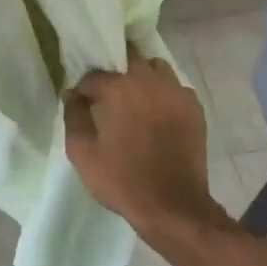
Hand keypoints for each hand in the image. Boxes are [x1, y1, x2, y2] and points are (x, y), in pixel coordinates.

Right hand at [65, 53, 230, 250]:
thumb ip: (73, 117)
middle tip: (109, 97)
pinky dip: (165, 94)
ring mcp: (177, 92)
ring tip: (136, 101)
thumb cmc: (123, 180)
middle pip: (129, 58)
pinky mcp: (194, 107)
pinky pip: (175, 88)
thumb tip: (72, 95)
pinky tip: (159, 115)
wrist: (174, 207)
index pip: (94, 75)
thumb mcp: (83, 153)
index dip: (85, 90)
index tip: (82, 106)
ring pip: (156, 68)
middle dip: (116, 72)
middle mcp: (150, 80)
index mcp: (120, 88)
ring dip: (143, 77)